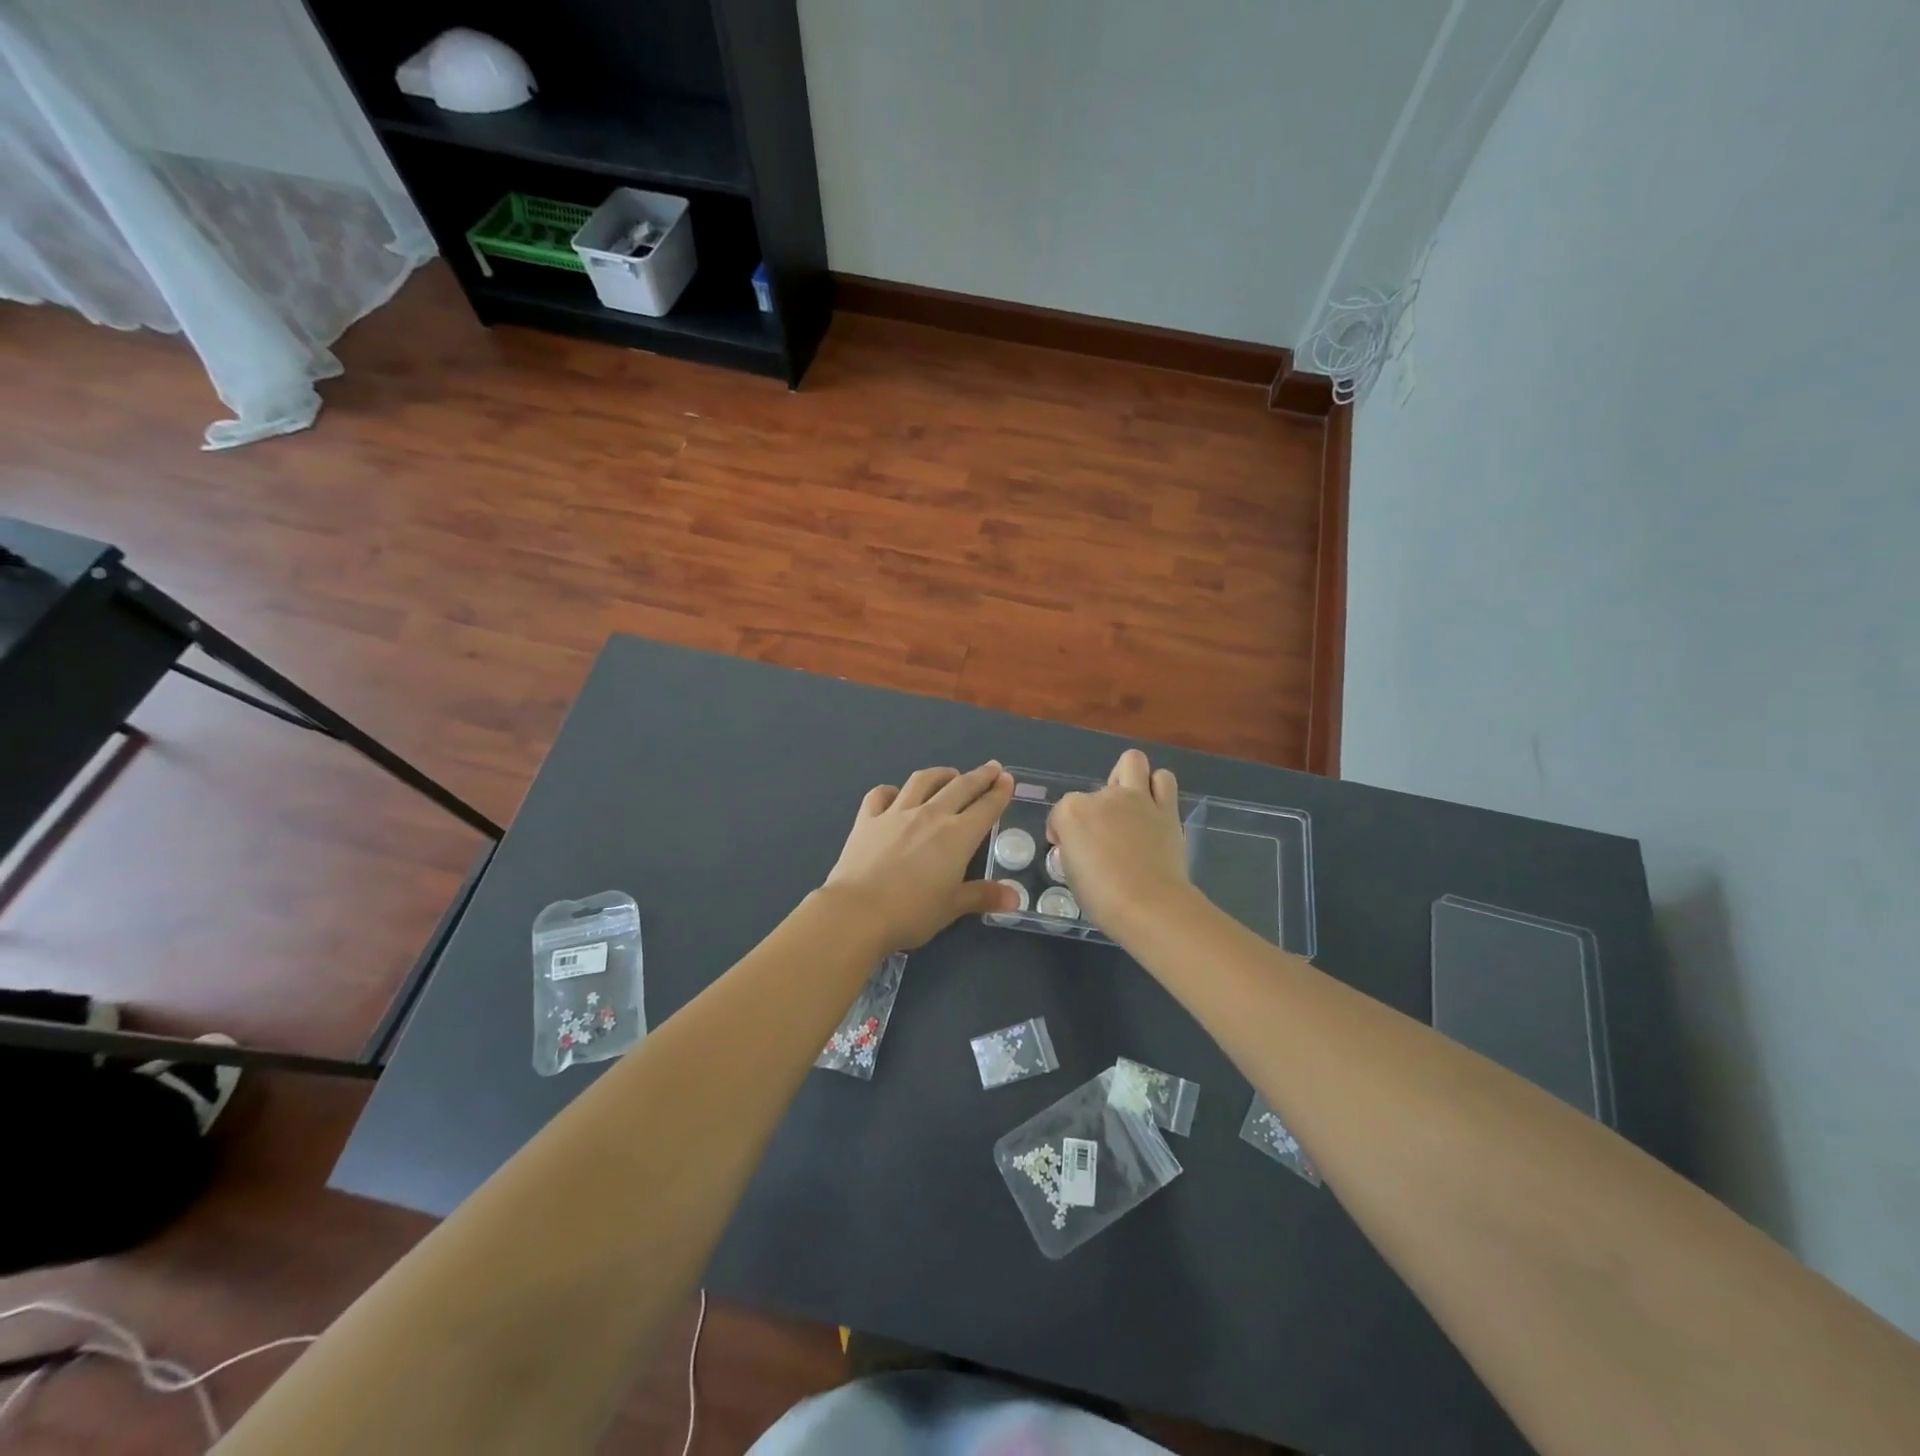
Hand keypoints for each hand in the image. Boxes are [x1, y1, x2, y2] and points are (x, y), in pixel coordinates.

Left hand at [824, 762, 1019, 950]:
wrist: (857, 911)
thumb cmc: (911, 912)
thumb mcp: (952, 907)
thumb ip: (983, 896)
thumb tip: (1015, 898)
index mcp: (957, 836)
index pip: (986, 807)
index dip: (999, 792)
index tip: (1007, 779)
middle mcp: (930, 815)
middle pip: (960, 787)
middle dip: (979, 776)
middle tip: (992, 767)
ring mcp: (896, 813)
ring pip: (922, 781)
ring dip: (940, 774)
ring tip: (949, 773)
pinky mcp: (867, 819)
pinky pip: (881, 794)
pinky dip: (892, 791)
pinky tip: (896, 794)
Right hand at [1047, 749, 1193, 934]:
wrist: (1150, 906)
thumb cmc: (1102, 898)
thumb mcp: (1071, 874)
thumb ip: (1073, 850)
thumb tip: (1083, 847)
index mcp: (1073, 812)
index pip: (1059, 812)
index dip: (1061, 832)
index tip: (1067, 850)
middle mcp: (1104, 797)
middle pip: (1094, 790)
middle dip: (1094, 805)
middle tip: (1102, 829)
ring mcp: (1137, 799)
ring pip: (1133, 762)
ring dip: (1129, 778)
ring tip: (1129, 803)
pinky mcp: (1166, 808)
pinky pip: (1164, 780)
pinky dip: (1157, 788)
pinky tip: (1152, 808)